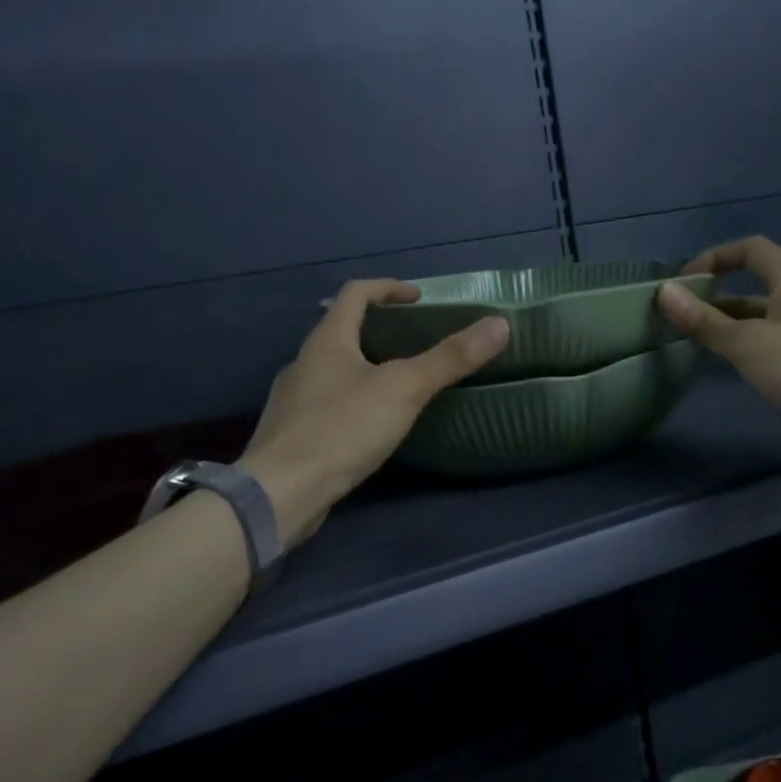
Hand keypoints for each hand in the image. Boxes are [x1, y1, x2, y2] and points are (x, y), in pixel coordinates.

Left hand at [238, 280, 508, 544]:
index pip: (356, 293)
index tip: (419, 300)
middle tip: (416, 344)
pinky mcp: (291, 433)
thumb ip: (450, 358)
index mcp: (327, 340)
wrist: (281, 493)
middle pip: (343, 330)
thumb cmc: (342, 430)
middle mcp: (303, 361)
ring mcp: (292, 398)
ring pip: (334, 369)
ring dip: (365, 367)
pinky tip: (370, 425)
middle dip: (380, 330)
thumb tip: (499, 324)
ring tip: (399, 385)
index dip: (389, 288)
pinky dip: (352, 400)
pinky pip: (327, 403)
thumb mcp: (404, 389)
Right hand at [655, 237, 780, 465]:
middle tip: (681, 320)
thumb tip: (664, 293)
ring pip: (765, 318)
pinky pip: (777, 342)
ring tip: (697, 345)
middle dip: (716, 298)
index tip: (683, 283)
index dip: (714, 258)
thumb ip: (705, 321)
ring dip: (732, 326)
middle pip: (755, 285)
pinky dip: (752, 348)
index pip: (749, 250)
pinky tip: (734, 368)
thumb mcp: (749, 344)